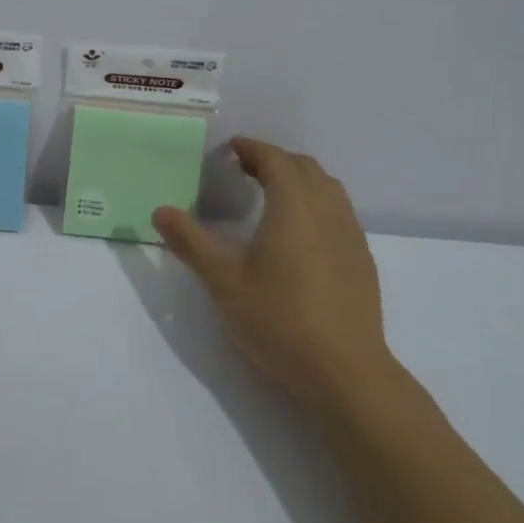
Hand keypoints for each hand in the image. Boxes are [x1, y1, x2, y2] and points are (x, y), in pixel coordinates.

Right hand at [152, 138, 397, 414]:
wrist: (346, 374)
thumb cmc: (279, 320)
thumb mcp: (223, 282)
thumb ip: (191, 242)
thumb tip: (161, 211)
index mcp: (294, 206)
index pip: (276, 159)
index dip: (253, 148)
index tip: (231, 149)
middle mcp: (327, 210)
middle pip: (305, 168)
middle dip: (275, 160)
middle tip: (245, 170)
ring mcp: (351, 235)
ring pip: (327, 188)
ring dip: (299, 180)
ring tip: (271, 195)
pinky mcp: (362, 260)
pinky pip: (339, 212)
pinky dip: (316, 203)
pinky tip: (300, 234)